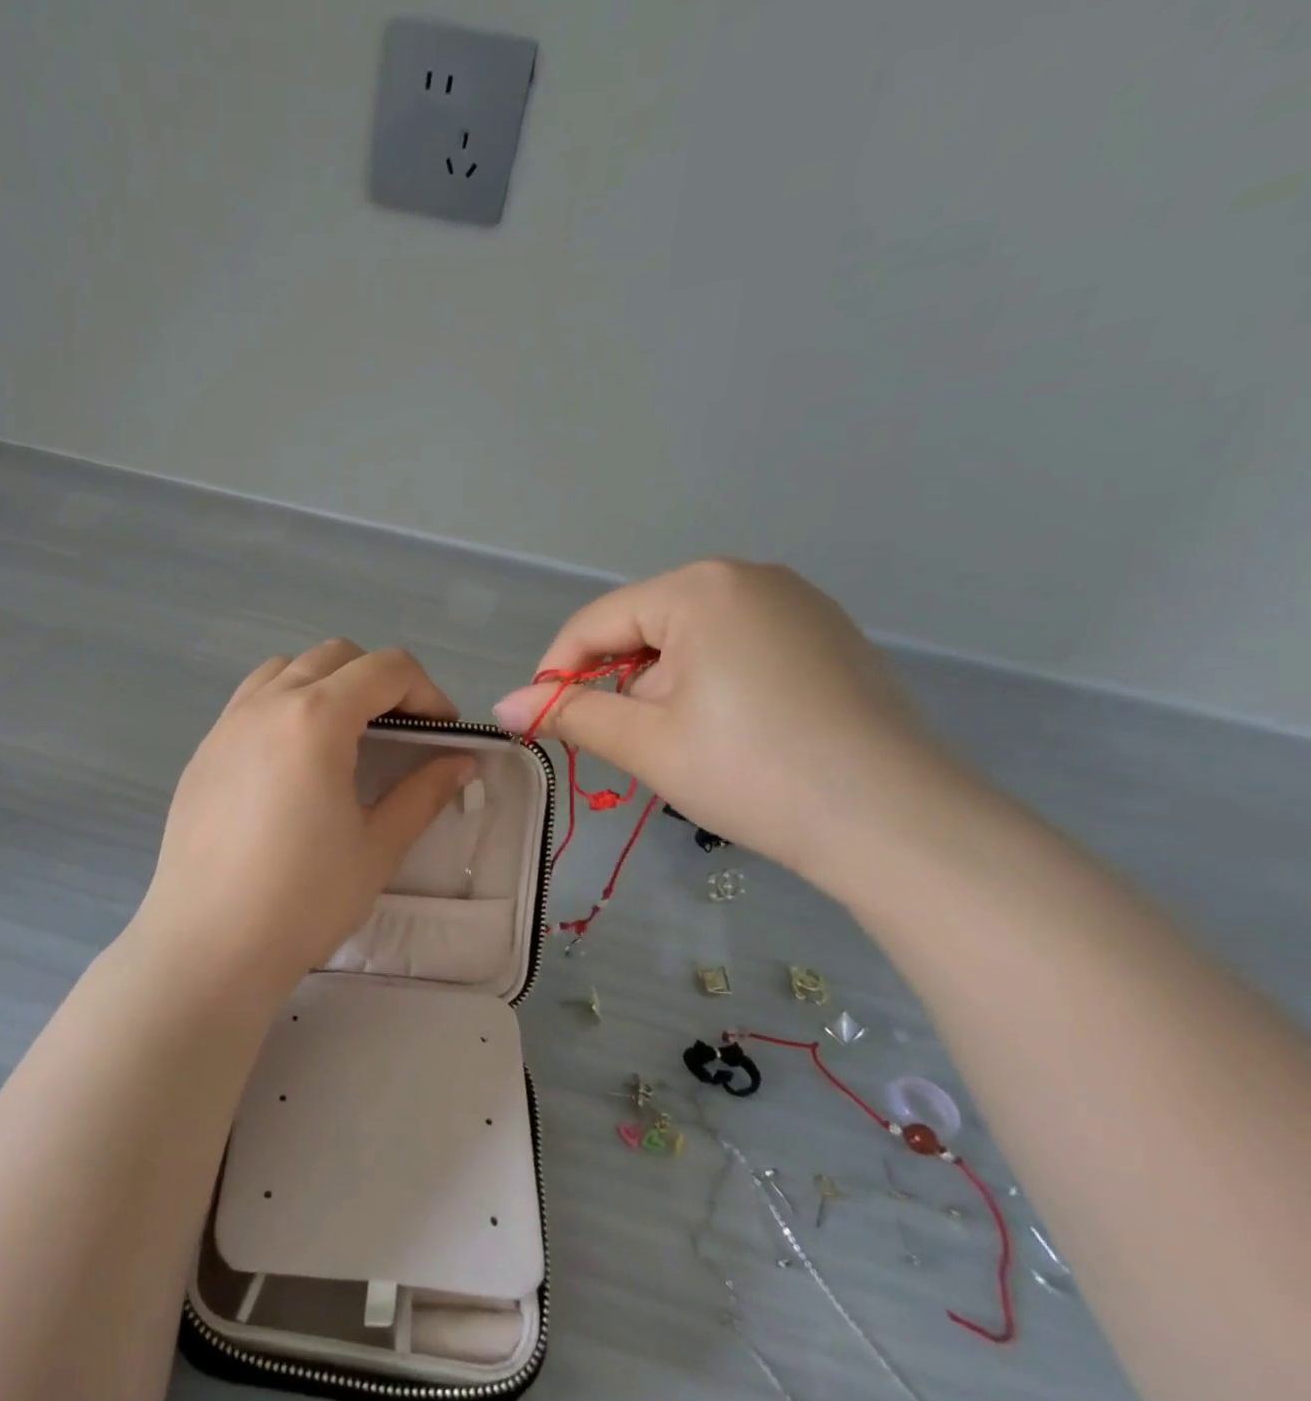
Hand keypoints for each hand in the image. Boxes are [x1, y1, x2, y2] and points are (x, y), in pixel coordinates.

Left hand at [131, 641, 475, 993]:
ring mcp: (227, 724)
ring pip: (286, 669)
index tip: (443, 734)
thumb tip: (461, 763)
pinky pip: (251, 701)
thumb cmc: (303, 900)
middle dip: (380, 680)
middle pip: (336, 656)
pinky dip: (286, 705)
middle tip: (400, 732)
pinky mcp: (202, 752)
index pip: (386, 669)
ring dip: (327, 684)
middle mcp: (267, 704)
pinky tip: (293, 762)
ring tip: (344, 737)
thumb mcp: (377, 847)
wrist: (208, 946)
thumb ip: (424, 793)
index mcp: (316, 718)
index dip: (427, 693)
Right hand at [492, 561, 959, 883]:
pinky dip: (711, 686)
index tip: (543, 725)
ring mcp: (798, 604)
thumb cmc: (754, 772)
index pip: (596, 623)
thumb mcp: (646, 743)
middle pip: (644, 628)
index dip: (557, 674)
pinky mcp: (827, 637)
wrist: (898, 822)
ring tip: (683, 747)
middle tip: (624, 747)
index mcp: (700, 587)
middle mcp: (750, 577)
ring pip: (690, 640)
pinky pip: (738, 648)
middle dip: (620, 685)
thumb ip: (569, 715)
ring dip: (663, 689)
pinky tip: (732, 735)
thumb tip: (503, 706)